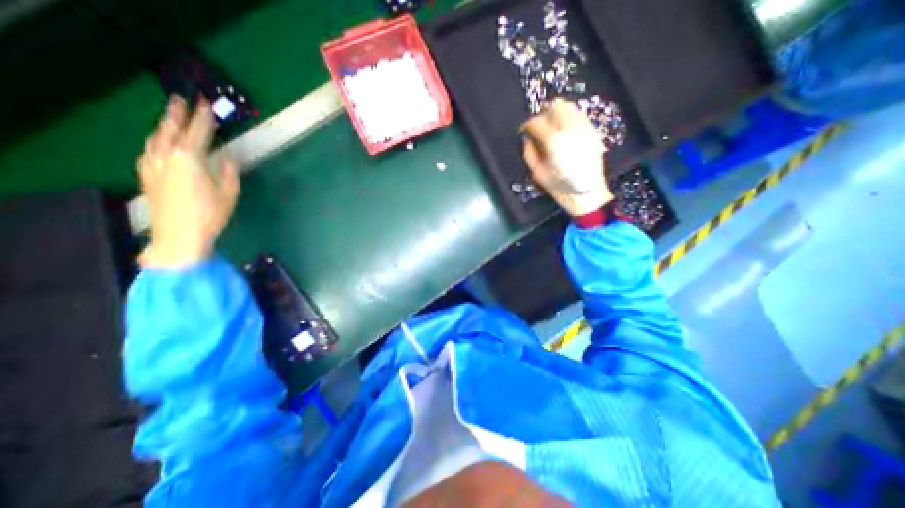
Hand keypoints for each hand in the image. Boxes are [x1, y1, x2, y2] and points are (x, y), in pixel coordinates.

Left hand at [134, 95, 237, 268]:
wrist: (178, 235)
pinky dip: (155, 141)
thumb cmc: (210, 214)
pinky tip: (158, 142)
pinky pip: (149, 150)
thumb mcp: (229, 194)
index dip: (203, 118)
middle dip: (176, 113)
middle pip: (170, 129)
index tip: (207, 104)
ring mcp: (152, 165)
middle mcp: (167, 156)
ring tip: (169, 117)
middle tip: (180, 99)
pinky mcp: (146, 175)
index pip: (198, 132)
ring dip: (163, 125)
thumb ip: (229, 172)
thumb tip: (230, 157)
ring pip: (156, 138)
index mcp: (190, 159)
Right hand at [520, 99, 610, 217]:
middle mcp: (569, 127)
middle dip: (543, 115)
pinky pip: (579, 115)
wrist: (587, 193)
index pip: (536, 122)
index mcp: (553, 140)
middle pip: (554, 106)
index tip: (524, 131)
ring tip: (552, 128)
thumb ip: (529, 152)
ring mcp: (584, 127)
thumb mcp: (537, 173)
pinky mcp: (593, 131)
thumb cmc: (559, 186)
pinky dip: (569, 118)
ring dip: (556, 114)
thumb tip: (527, 138)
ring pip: (568, 107)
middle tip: (539, 128)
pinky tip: (565, 131)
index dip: (527, 125)